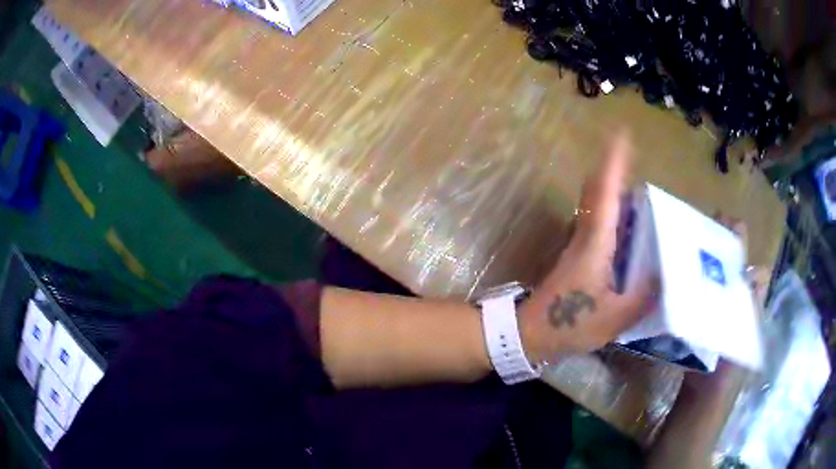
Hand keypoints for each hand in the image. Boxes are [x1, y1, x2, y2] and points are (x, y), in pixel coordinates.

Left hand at [519, 131, 654, 362]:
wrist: (531, 333)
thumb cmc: (570, 324)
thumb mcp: (614, 318)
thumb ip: (643, 298)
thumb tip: (665, 277)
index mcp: (595, 243)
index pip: (605, 193)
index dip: (614, 163)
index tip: (622, 135)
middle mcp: (585, 234)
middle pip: (598, 190)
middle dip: (615, 169)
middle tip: (636, 159)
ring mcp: (579, 243)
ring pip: (597, 204)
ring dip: (615, 189)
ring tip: (642, 191)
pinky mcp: (578, 255)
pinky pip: (598, 221)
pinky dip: (613, 211)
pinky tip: (631, 224)